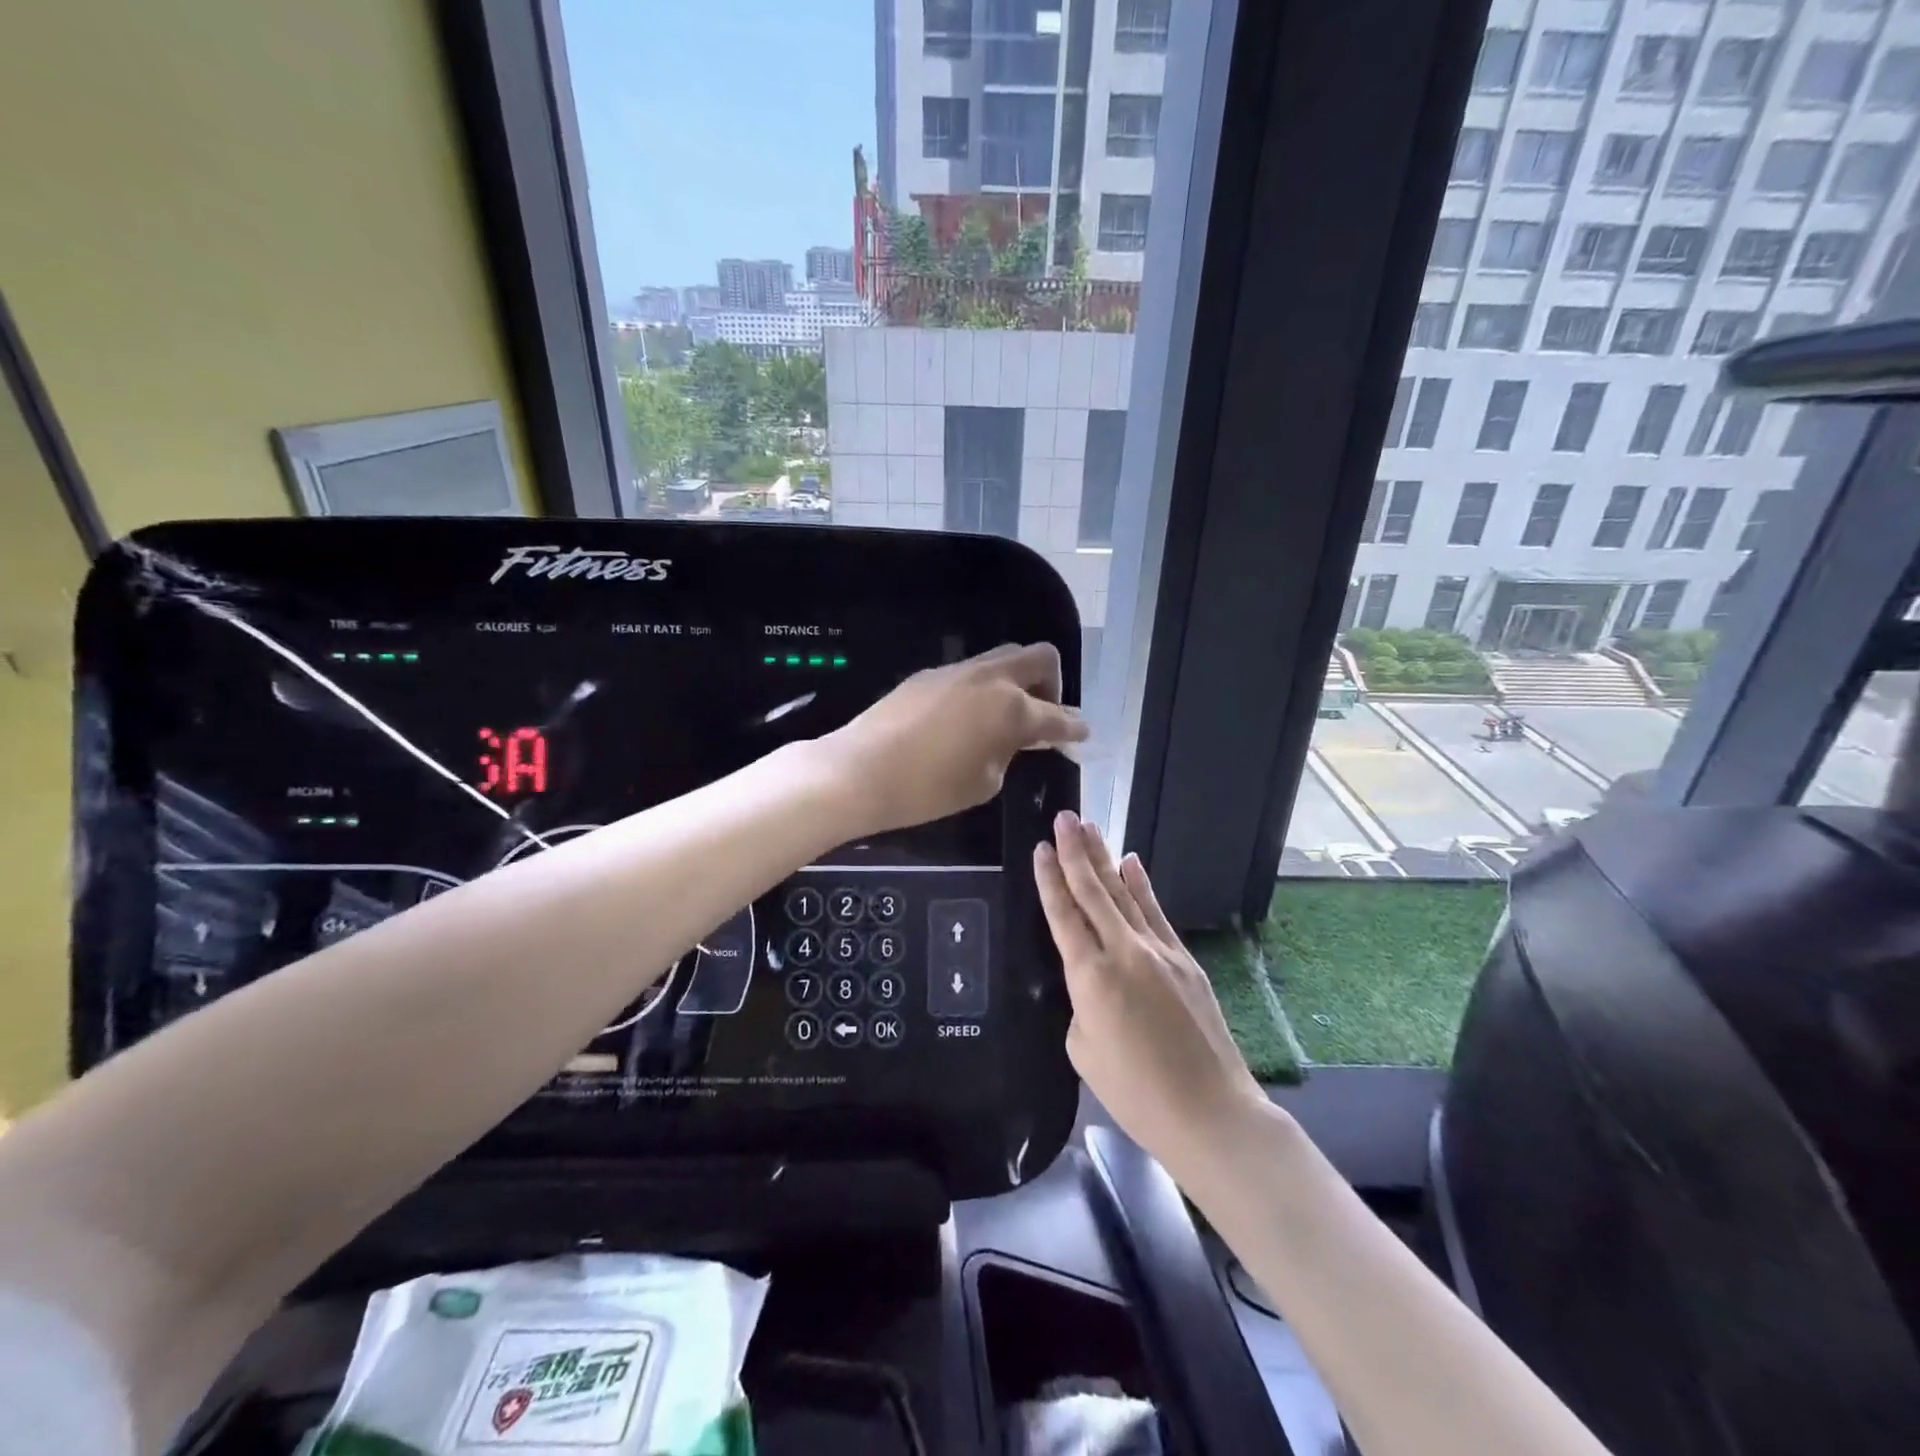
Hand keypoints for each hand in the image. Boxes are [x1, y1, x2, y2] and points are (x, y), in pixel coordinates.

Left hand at [823, 643, 1086, 835]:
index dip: (1074, 727)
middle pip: (1039, 658)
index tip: (1082, 733)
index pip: (1057, 715)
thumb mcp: (983, 781)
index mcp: (1011, 708)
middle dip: (1052, 684)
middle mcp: (990, 678)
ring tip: (1005, 716)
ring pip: (1003, 658)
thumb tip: (1016, 738)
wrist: (859, 771)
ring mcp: (957, 671)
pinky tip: (968, 717)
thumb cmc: (928, 789)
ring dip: (1016, 681)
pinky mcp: (928, 675)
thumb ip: (1009, 752)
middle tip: (1042, 716)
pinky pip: (971, 672)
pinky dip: (984, 688)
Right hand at [1035, 812, 1265, 1176]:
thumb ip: (1081, 1004)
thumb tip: (1093, 982)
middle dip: (1074, 852)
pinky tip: (1131, 862)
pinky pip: (1155, 912)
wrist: (1209, 1111)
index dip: (1049, 879)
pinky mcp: (1184, 959)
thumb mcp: (1084, 1051)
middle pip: (1093, 891)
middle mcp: (1123, 951)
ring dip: (1104, 858)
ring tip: (1088, 827)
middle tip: (1063, 817)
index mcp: (1090, 977)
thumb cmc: (1135, 1093)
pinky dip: (1141, 885)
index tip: (1039, 848)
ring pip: (1124, 893)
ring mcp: (1158, 951)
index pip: (1063, 915)